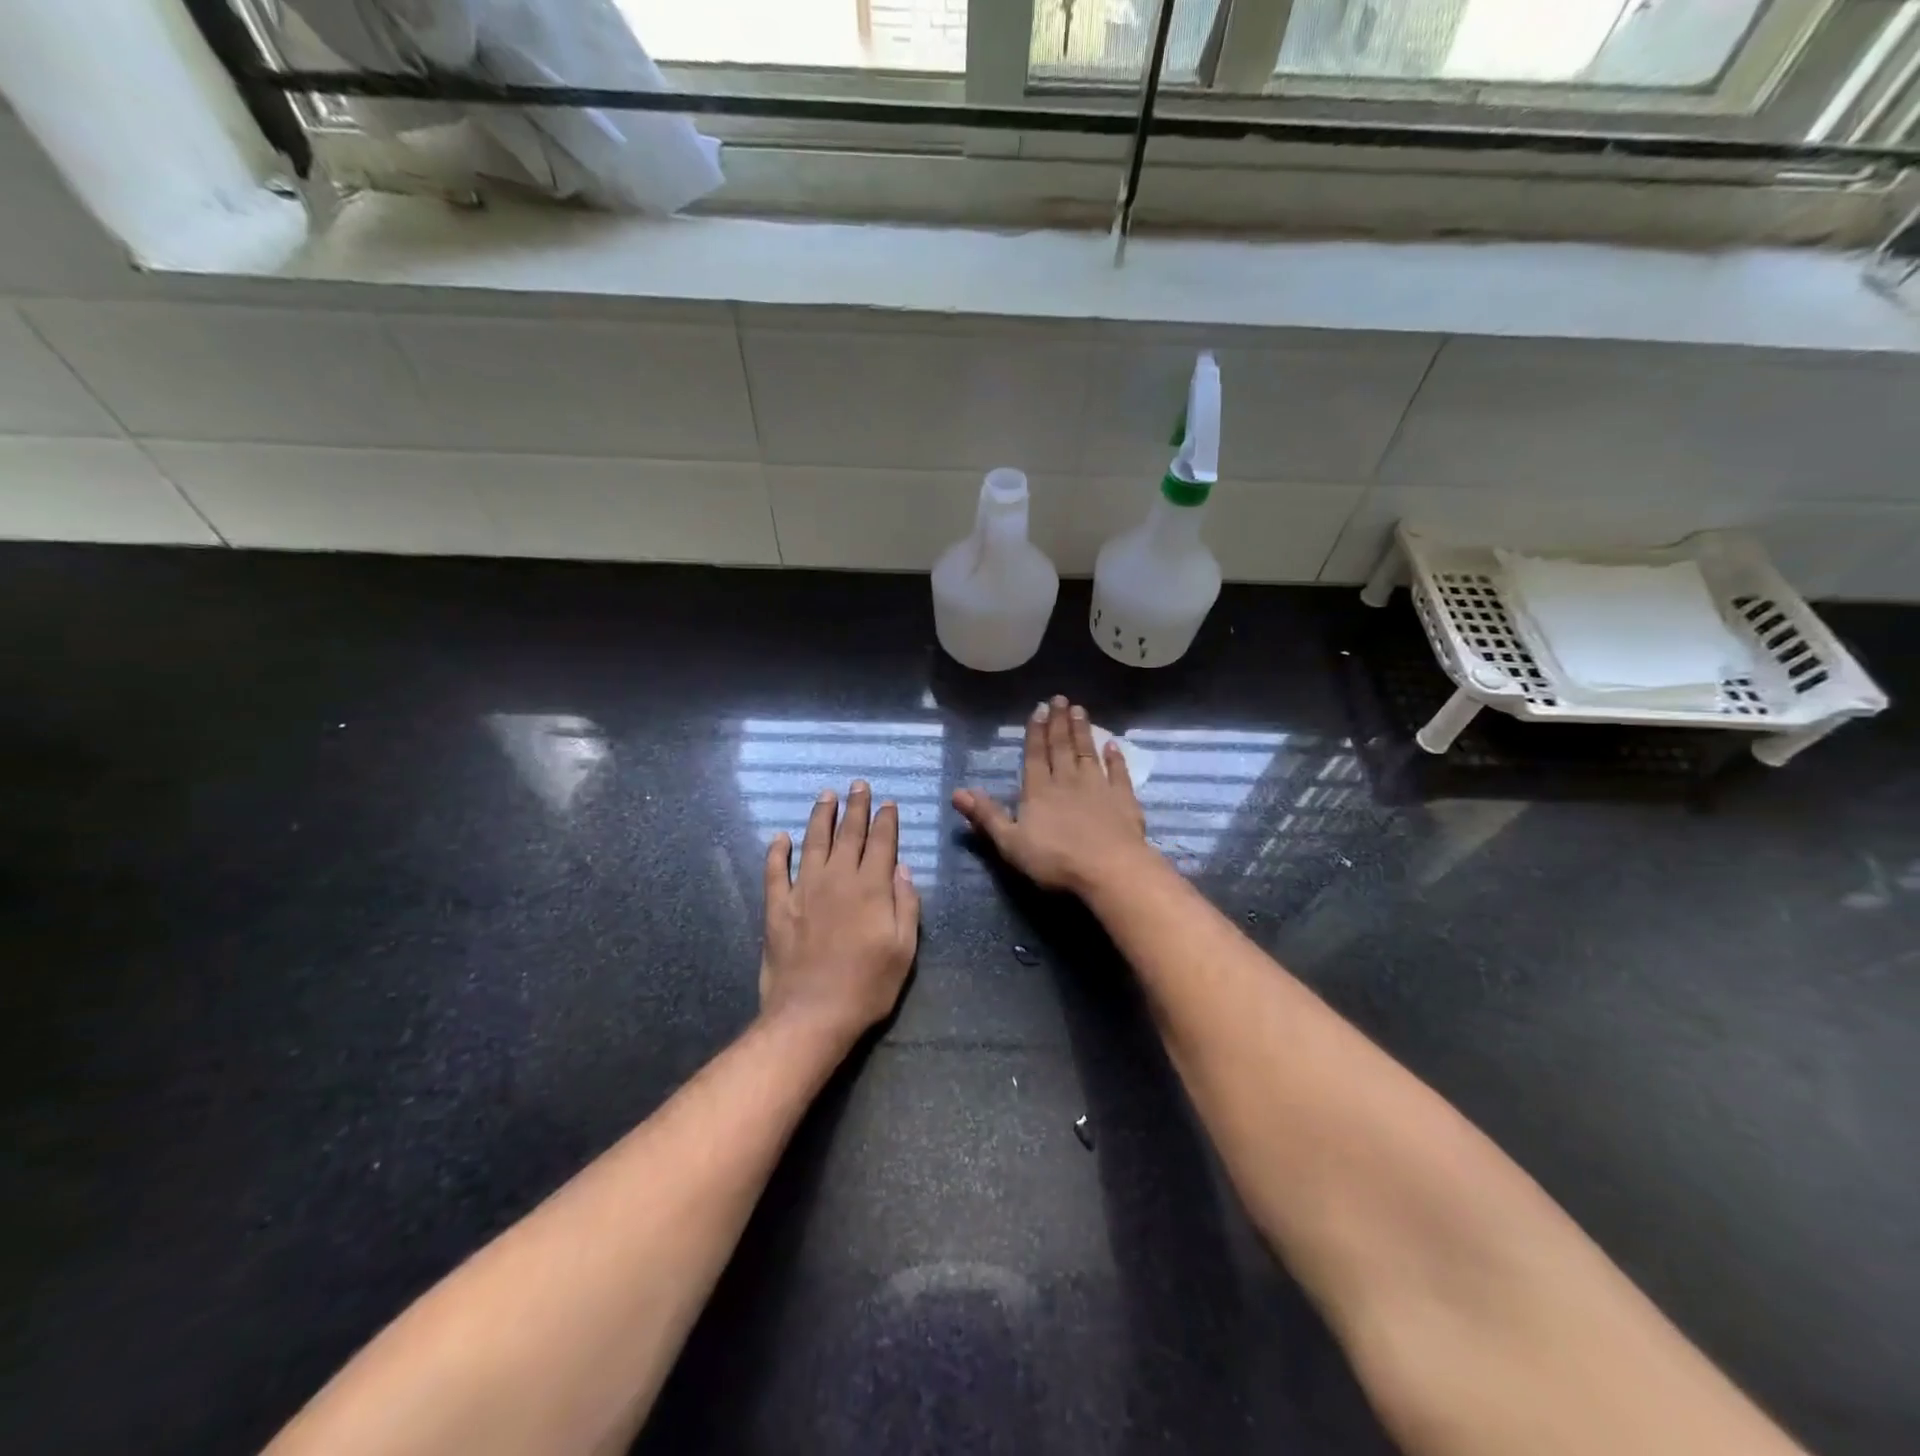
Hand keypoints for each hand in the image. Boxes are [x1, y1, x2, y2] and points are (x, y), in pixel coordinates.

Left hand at [760, 780, 920, 1046]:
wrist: (811, 1014)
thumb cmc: (867, 986)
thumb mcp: (904, 950)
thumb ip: (906, 905)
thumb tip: (902, 869)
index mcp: (871, 888)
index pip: (881, 843)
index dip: (885, 821)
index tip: (888, 802)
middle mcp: (837, 879)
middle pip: (848, 834)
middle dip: (856, 807)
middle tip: (858, 785)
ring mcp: (803, 890)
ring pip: (813, 842)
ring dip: (820, 817)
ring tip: (826, 795)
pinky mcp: (777, 907)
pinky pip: (775, 871)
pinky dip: (777, 852)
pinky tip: (780, 837)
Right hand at [953, 695, 1154, 896]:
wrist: (1109, 869)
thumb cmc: (1055, 859)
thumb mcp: (1010, 842)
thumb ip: (986, 816)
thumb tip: (957, 792)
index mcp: (1038, 791)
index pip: (1035, 755)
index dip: (1035, 732)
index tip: (1039, 708)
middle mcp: (1067, 781)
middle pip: (1062, 747)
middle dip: (1059, 722)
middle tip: (1060, 698)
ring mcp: (1098, 788)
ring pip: (1087, 753)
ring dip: (1083, 731)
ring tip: (1080, 710)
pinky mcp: (1123, 799)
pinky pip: (1118, 773)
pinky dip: (1115, 758)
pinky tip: (1113, 745)